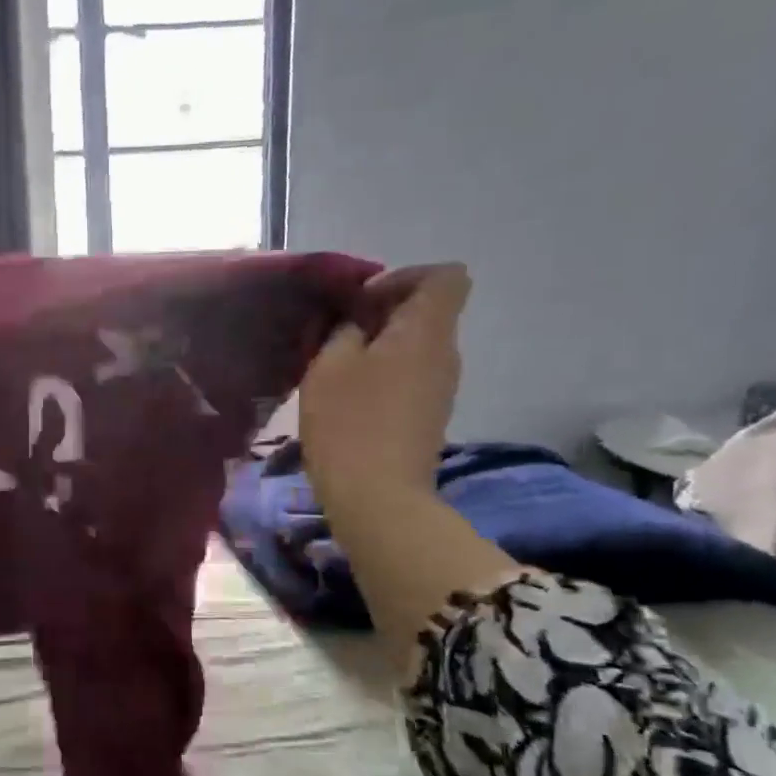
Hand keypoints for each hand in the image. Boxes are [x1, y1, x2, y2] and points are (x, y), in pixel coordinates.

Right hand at [300, 263, 469, 505]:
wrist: (377, 498)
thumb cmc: (349, 423)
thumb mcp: (329, 365)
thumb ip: (343, 330)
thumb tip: (356, 322)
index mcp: (427, 330)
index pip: (445, 276)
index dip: (404, 277)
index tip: (363, 302)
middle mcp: (446, 354)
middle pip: (427, 312)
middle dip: (383, 315)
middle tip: (337, 337)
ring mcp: (441, 389)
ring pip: (416, 348)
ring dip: (379, 349)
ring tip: (337, 371)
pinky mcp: (428, 418)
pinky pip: (411, 378)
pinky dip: (383, 377)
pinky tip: (349, 401)